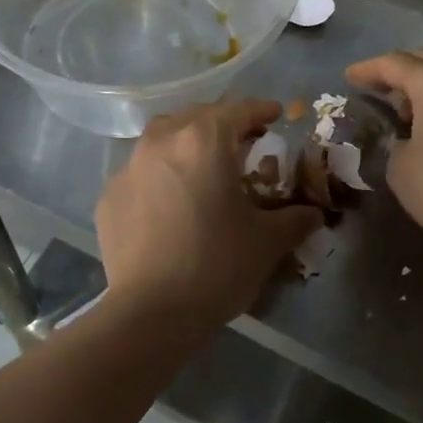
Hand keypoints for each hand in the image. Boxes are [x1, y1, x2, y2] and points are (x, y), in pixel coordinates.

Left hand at [96, 98, 320, 327]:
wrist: (151, 313)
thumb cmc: (217, 265)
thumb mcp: (267, 241)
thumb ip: (295, 219)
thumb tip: (313, 214)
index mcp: (204, 141)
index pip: (237, 110)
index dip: (260, 110)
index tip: (275, 114)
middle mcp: (162, 142)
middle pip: (196, 117)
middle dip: (222, 125)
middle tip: (242, 143)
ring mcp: (128, 168)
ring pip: (162, 139)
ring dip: (186, 144)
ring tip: (202, 167)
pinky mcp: (109, 197)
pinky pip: (140, 173)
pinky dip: (159, 176)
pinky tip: (168, 203)